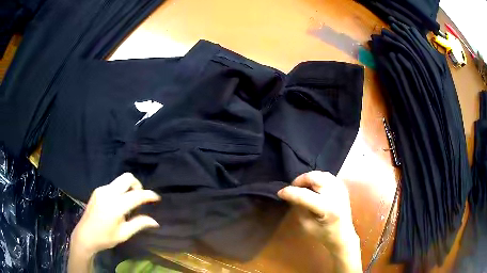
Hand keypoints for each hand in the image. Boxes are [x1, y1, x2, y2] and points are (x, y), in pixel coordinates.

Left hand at [71, 173, 160, 255]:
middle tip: (141, 198)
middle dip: (137, 185)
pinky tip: (118, 204)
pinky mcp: (98, 190)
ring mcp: (101, 190)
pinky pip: (113, 185)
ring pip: (120, 180)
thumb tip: (155, 221)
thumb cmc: (105, 238)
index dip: (149, 195)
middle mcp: (108, 193)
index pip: (136, 195)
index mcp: (115, 206)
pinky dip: (120, 191)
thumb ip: (139, 224)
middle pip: (127, 178)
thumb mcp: (124, 234)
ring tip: (129, 204)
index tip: (157, 198)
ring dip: (129, 188)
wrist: (85, 235)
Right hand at [278, 171, 361, 272]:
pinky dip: (318, 178)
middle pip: (315, 178)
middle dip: (300, 180)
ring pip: (321, 174)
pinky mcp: (343, 187)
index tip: (280, 192)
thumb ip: (299, 207)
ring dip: (309, 178)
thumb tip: (291, 194)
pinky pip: (328, 176)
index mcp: (327, 208)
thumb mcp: (307, 225)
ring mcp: (341, 189)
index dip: (290, 192)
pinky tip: (314, 186)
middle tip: (293, 187)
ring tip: (302, 186)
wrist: (343, 235)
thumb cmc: (324, 234)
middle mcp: (335, 195)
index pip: (304, 195)